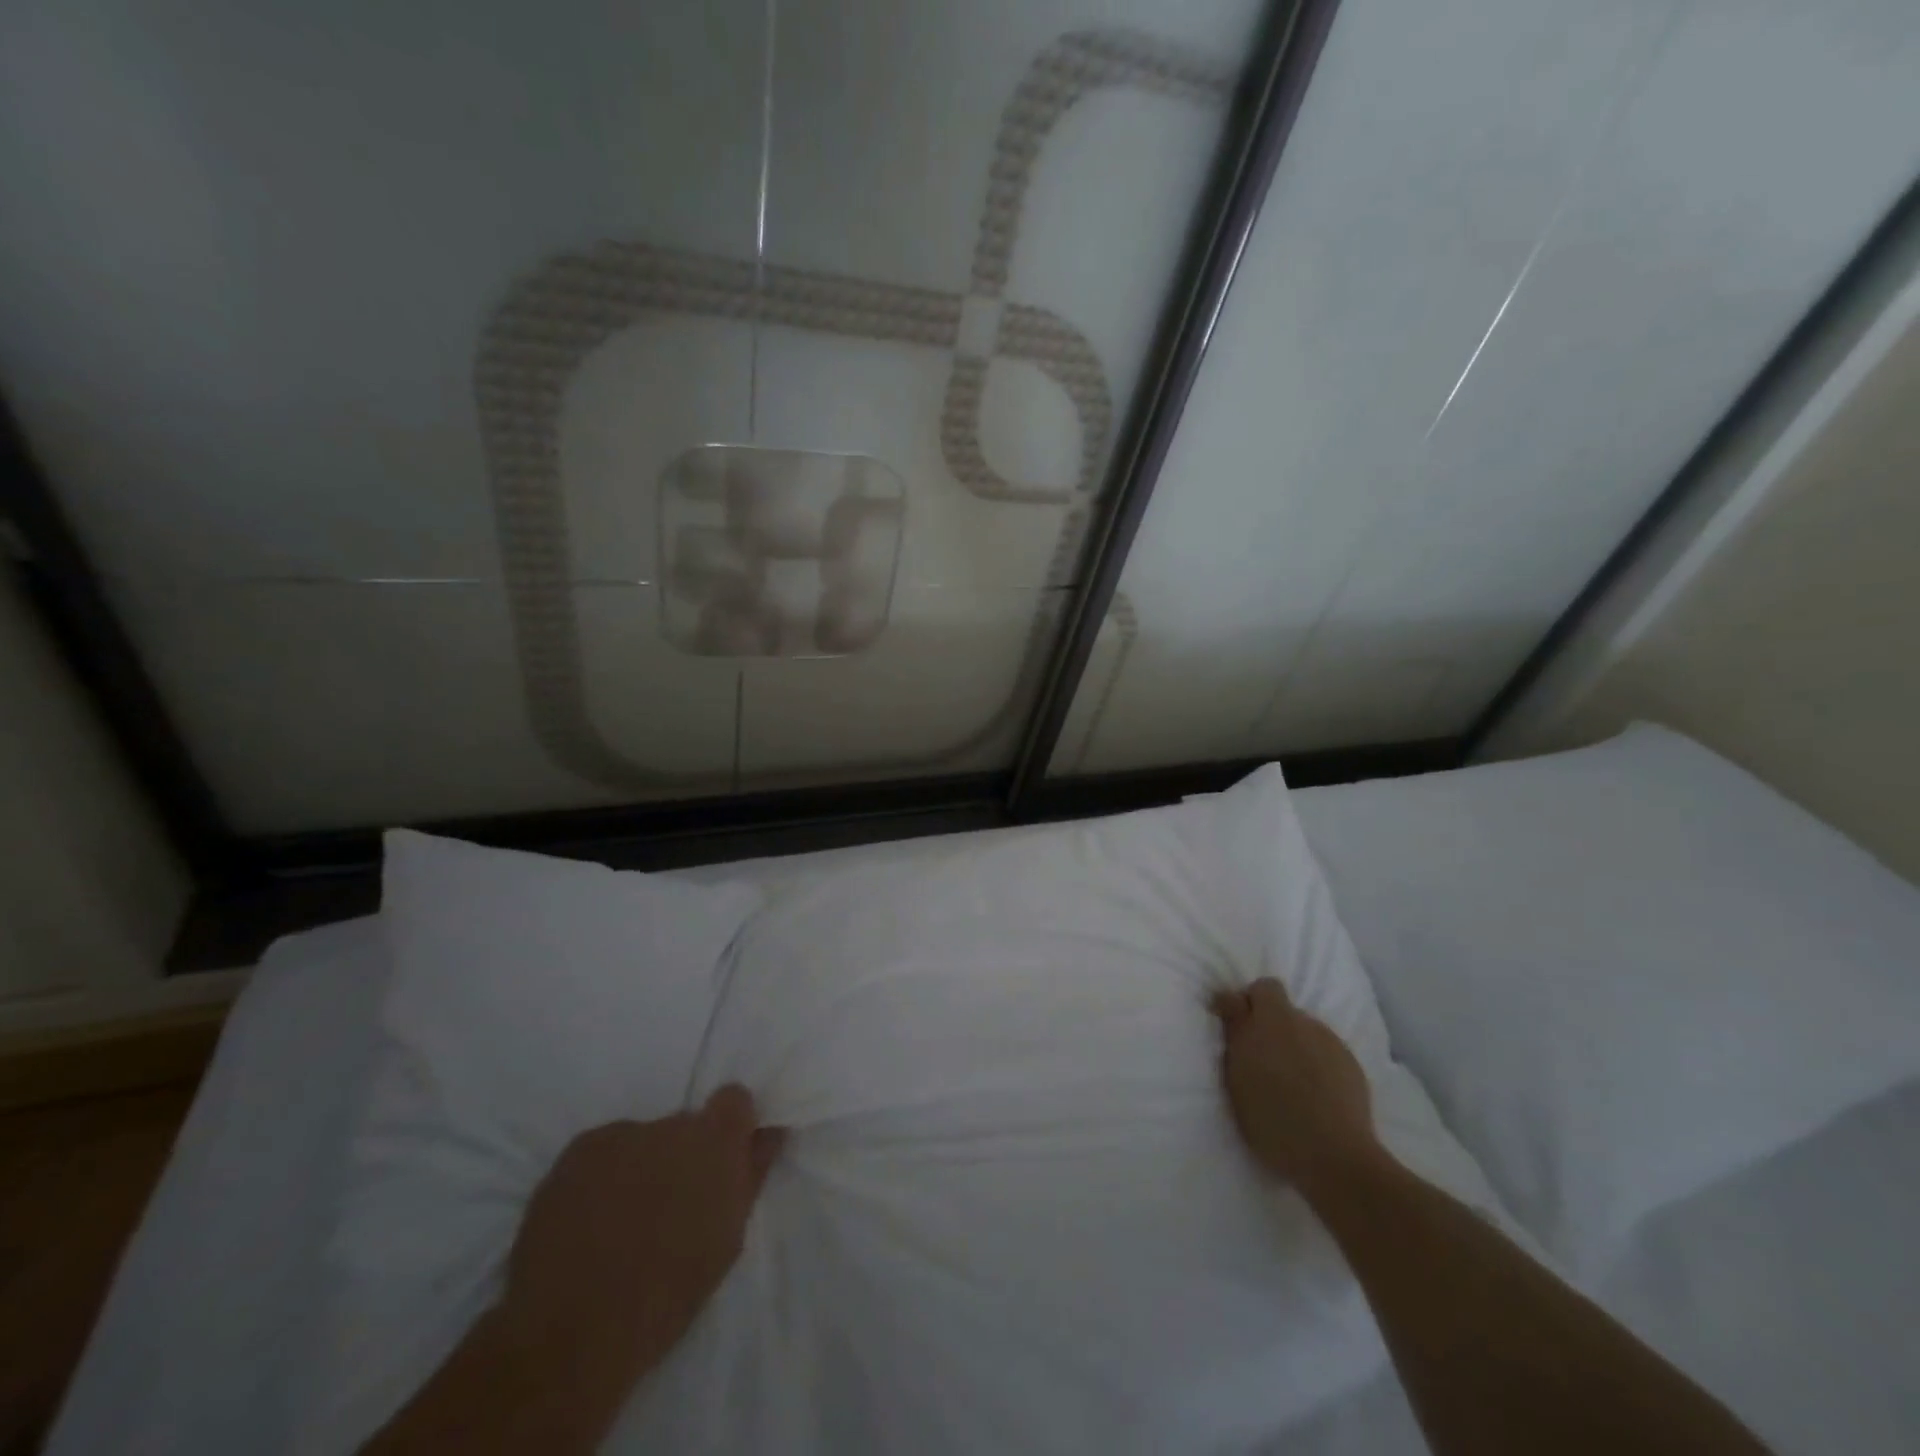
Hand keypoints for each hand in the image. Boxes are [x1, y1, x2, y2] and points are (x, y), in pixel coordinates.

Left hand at [499, 1086, 786, 1378]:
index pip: (734, 1099)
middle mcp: (670, 1124)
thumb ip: (749, 1176)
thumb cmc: (665, 1296)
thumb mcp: (726, 1241)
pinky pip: (602, 1154)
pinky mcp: (575, 1151)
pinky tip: (586, 1223)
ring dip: (639, 1167)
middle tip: (664, 1209)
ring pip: (641, 1141)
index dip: (729, 1128)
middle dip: (679, 1158)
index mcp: (715, 1143)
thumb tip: (768, 1134)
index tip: (719, 1164)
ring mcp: (619, 1134)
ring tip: (618, 1224)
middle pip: (683, 1127)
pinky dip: (600, 1178)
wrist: (569, 1335)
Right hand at [1211, 978, 1382, 1193]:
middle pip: (1282, 1008)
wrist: (1335, 1158)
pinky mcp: (1352, 1065)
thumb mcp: (1237, 1077)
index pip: (1262, 987)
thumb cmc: (1272, 1119)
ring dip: (1293, 1044)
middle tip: (1260, 1057)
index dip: (1248, 1002)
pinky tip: (1315, 1094)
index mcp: (1271, 1020)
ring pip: (1305, 1031)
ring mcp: (1331, 1043)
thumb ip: (1235, 1033)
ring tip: (1290, 1080)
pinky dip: (1316, 1064)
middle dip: (1269, 1024)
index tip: (1236, 1027)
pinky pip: (1325, 1053)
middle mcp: (1303, 1023)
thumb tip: (1232, 1002)